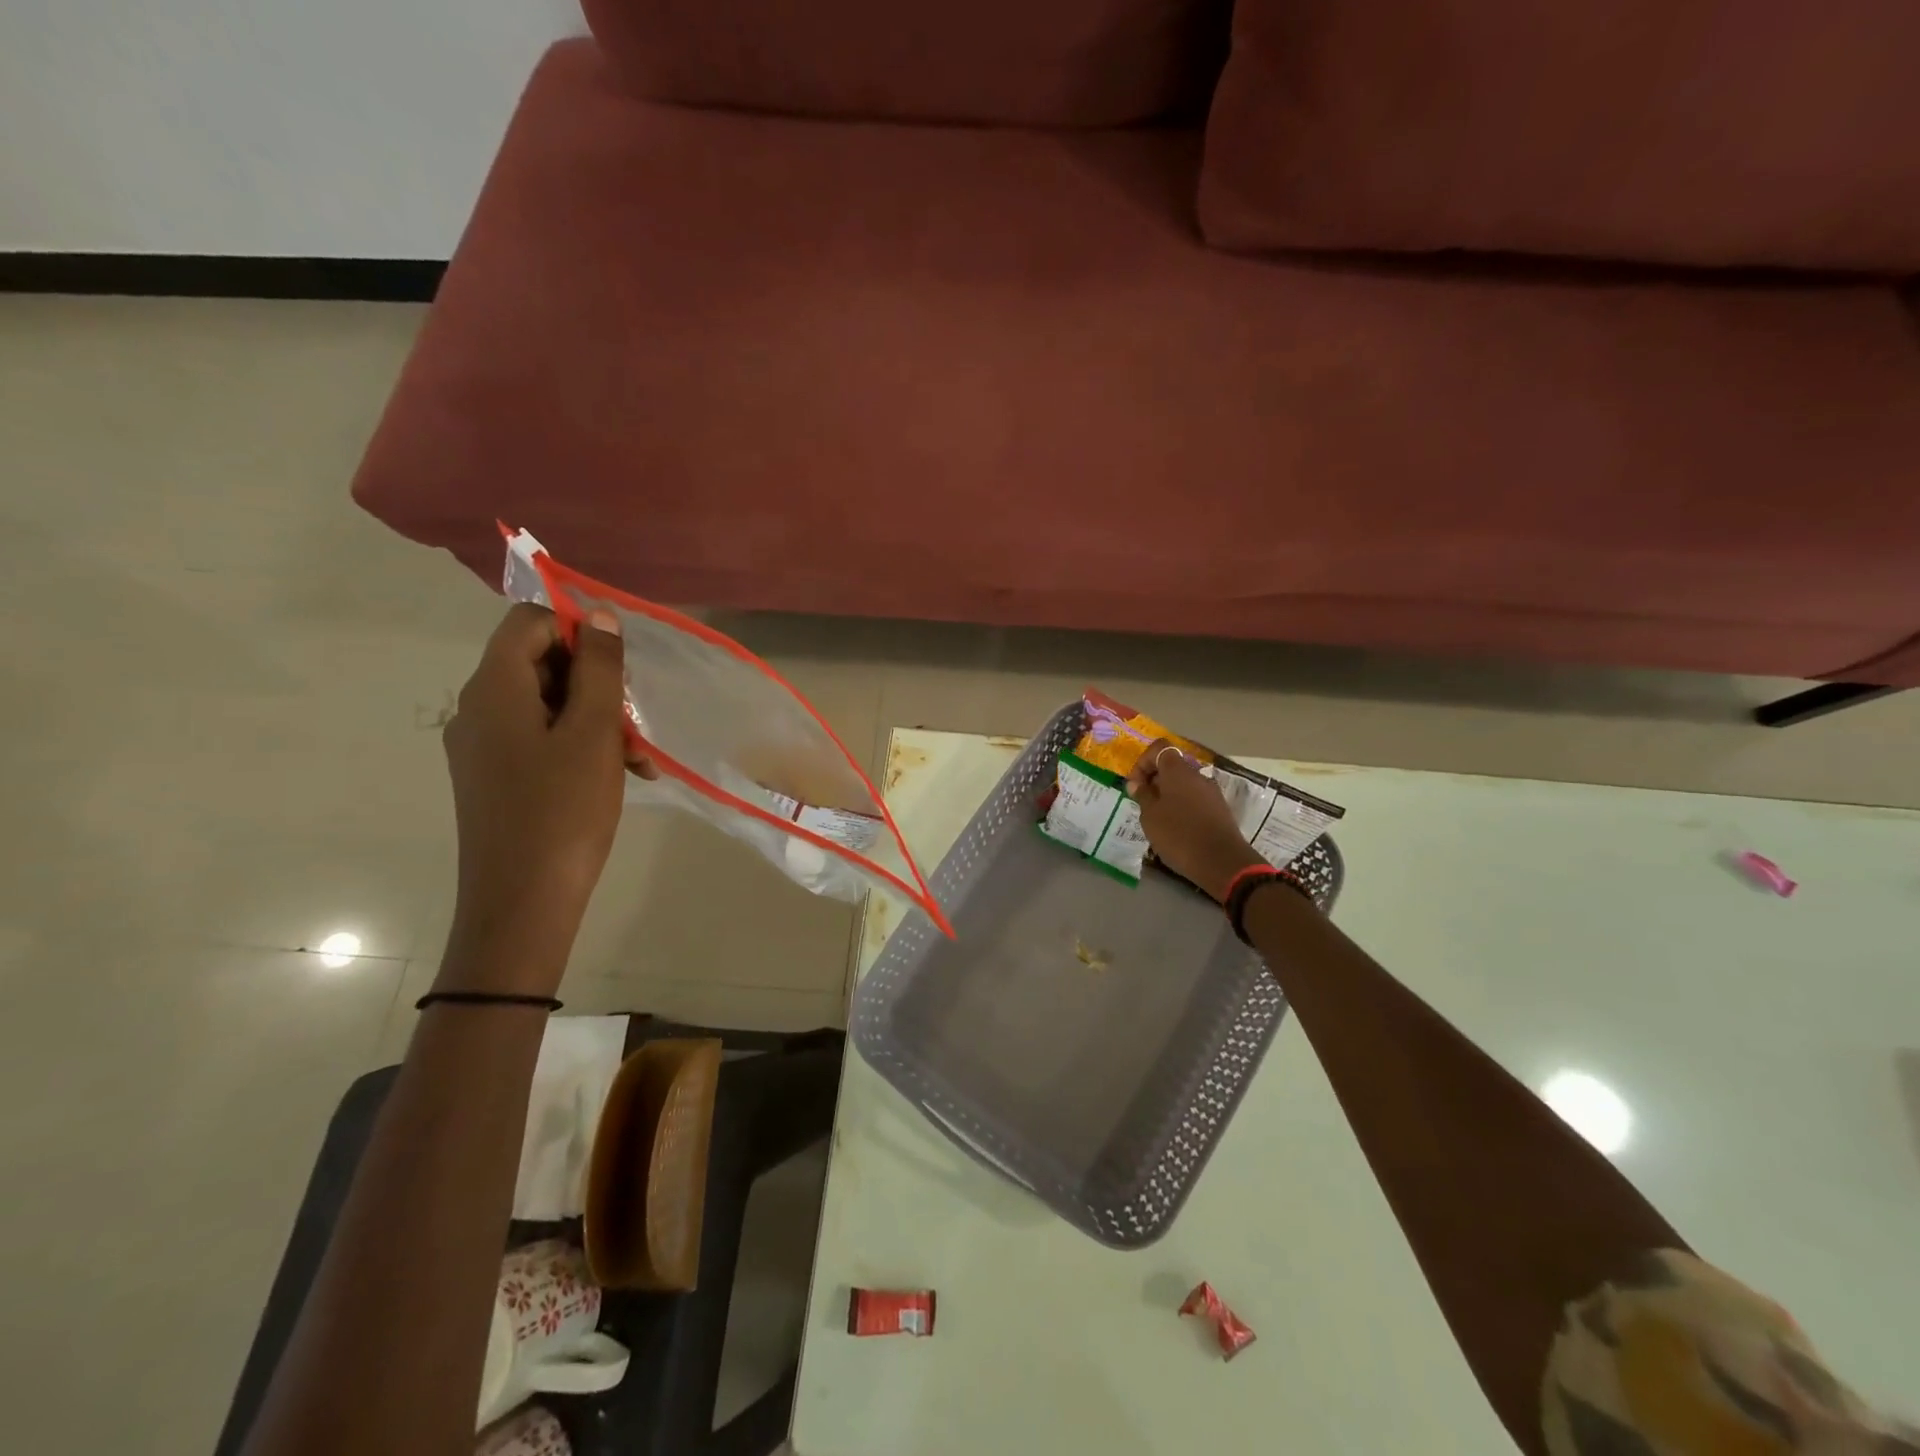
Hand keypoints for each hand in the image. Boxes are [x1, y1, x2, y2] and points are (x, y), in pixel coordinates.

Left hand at [439, 603, 655, 994]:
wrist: (523, 902)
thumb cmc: (563, 810)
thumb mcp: (593, 733)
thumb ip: (598, 669)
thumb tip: (598, 616)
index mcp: (494, 689)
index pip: (528, 622)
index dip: (577, 630)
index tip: (620, 667)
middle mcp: (478, 710)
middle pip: (539, 663)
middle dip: (595, 683)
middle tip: (635, 723)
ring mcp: (484, 747)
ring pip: (546, 705)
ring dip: (596, 720)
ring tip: (637, 761)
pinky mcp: (495, 778)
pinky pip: (539, 740)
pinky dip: (579, 746)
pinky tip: (619, 777)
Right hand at [1127, 739, 1266, 902]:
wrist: (1221, 862)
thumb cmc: (1178, 835)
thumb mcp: (1150, 816)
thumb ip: (1143, 795)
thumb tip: (1137, 783)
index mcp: (1178, 770)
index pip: (1159, 748)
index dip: (1143, 762)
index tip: (1135, 785)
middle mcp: (1197, 775)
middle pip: (1172, 766)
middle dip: (1154, 780)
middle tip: (1143, 802)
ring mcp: (1211, 792)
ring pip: (1183, 784)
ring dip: (1167, 795)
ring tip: (1157, 818)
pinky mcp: (1219, 809)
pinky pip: (1195, 799)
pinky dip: (1182, 806)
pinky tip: (1175, 828)